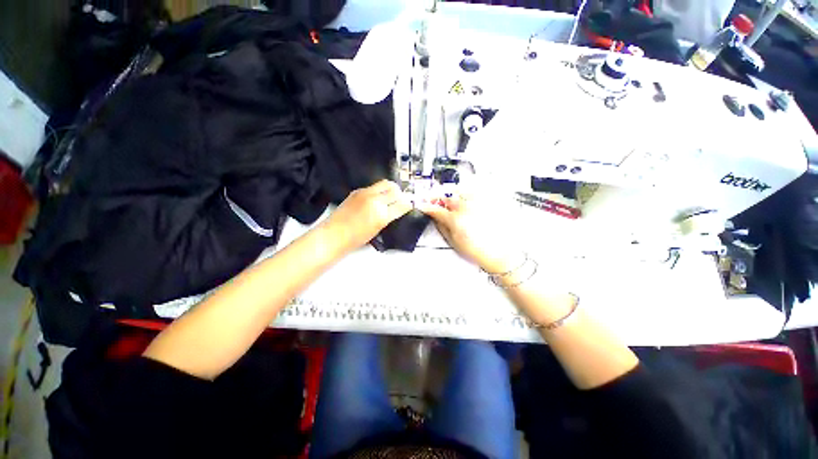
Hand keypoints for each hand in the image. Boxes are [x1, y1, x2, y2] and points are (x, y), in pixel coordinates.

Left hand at [321, 180, 413, 252]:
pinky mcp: (357, 190)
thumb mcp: (378, 229)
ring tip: (390, 196)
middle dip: (401, 194)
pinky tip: (376, 198)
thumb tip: (397, 208)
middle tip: (400, 199)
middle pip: (395, 189)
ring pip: (385, 183)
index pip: (402, 204)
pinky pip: (373, 186)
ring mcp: (365, 193)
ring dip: (391, 189)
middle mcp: (375, 200)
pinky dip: (379, 190)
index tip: (409, 205)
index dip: (408, 204)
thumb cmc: (356, 238)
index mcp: (382, 215)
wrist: (335, 234)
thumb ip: (389, 216)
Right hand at [416, 194, 523, 273]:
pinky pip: (475, 191)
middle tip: (435, 201)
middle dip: (438, 197)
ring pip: (460, 190)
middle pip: (447, 196)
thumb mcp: (454, 241)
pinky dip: (466, 192)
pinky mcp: (488, 201)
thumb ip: (441, 226)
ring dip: (452, 193)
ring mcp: (478, 202)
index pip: (436, 209)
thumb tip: (434, 217)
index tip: (422, 206)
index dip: (427, 207)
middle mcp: (466, 207)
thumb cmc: (476, 250)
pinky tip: (465, 199)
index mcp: (455, 219)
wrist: (500, 252)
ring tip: (450, 199)